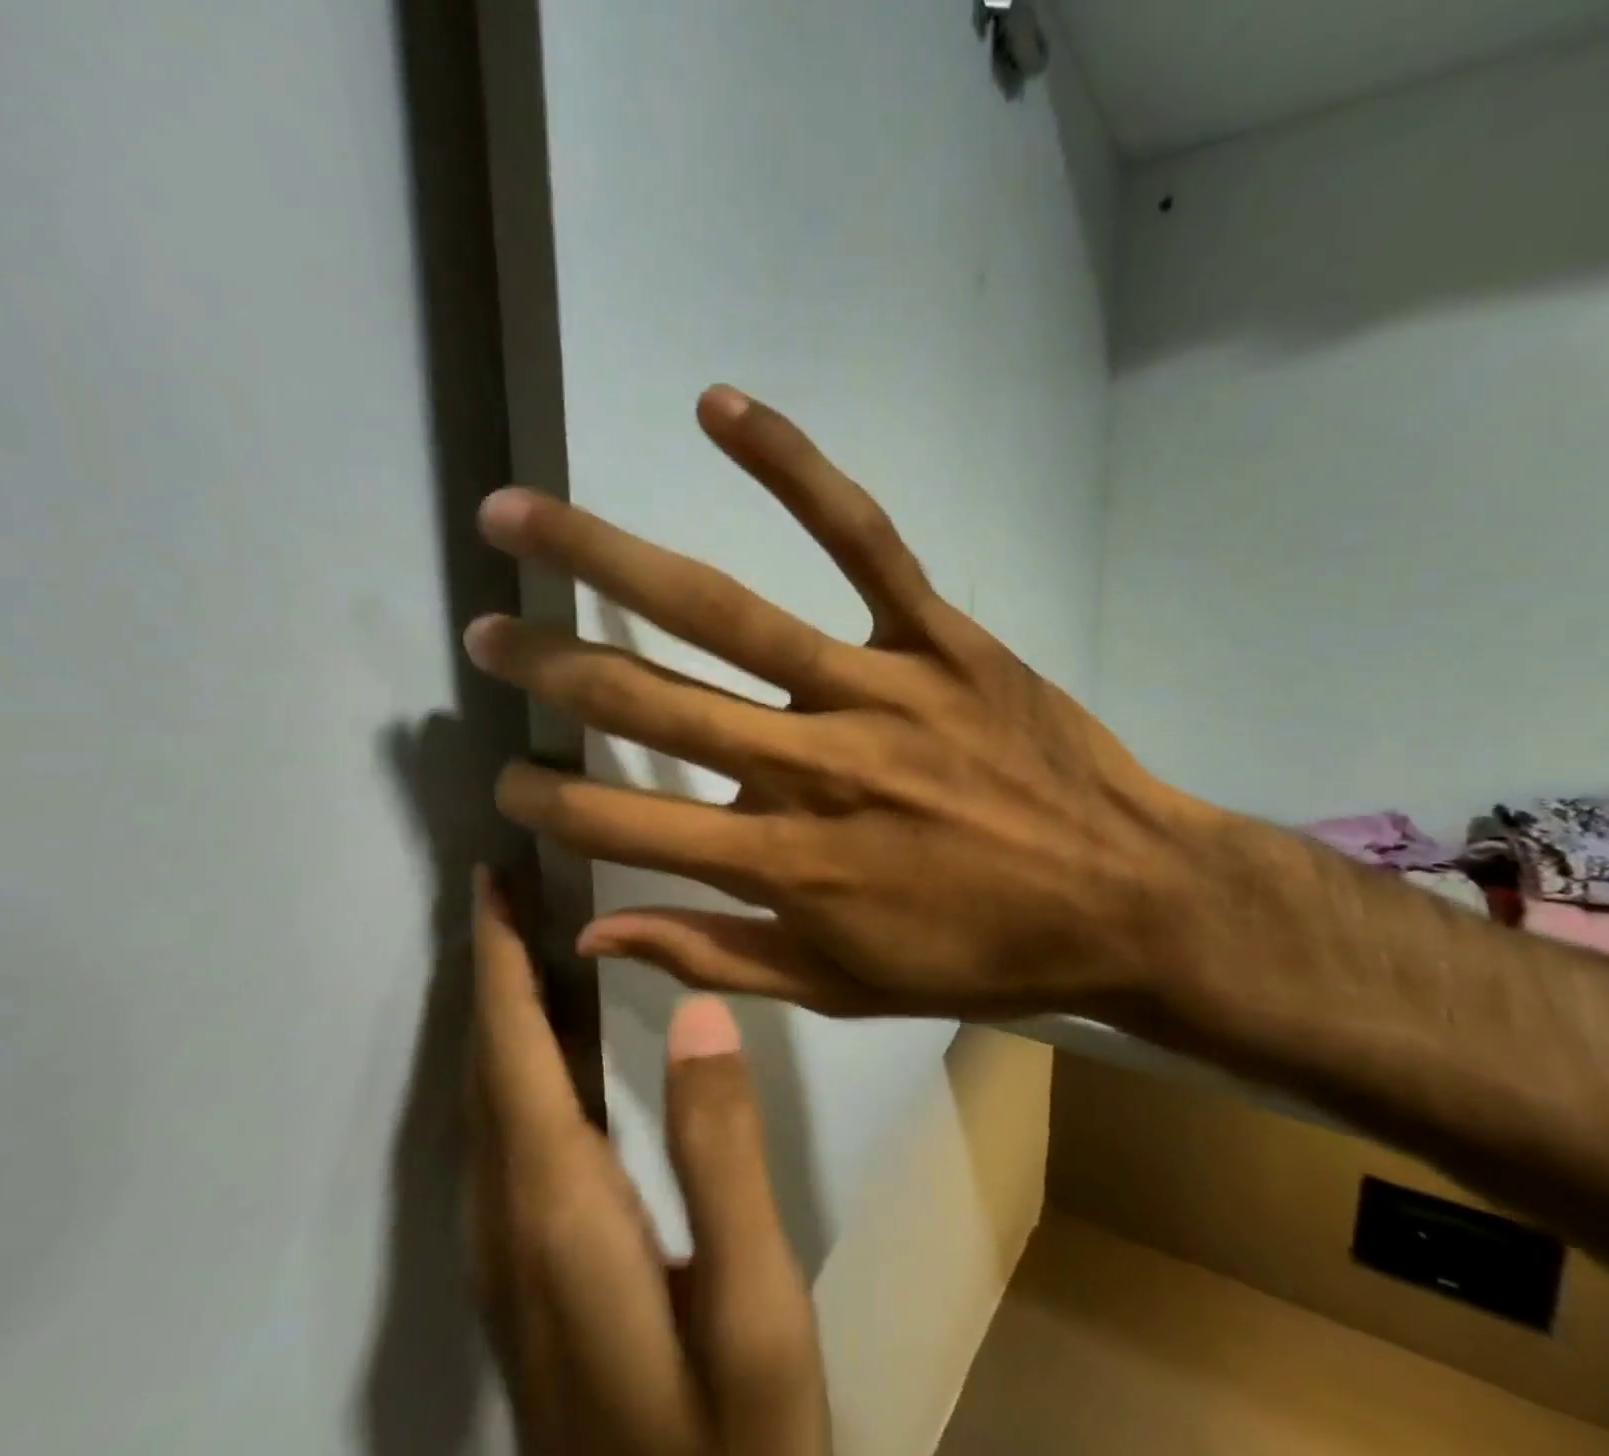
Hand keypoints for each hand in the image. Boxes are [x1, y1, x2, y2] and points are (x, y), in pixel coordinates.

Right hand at [465, 387, 1212, 1018]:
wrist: (1124, 899)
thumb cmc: (982, 953)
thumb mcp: (845, 987)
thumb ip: (715, 956)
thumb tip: (592, 934)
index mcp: (786, 865)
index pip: (626, 824)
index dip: (551, 798)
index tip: (505, 775)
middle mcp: (811, 768)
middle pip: (650, 702)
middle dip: (549, 666)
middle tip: (484, 634)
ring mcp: (874, 690)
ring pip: (725, 613)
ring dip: (608, 557)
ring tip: (519, 516)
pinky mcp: (937, 636)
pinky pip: (860, 538)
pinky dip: (792, 467)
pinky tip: (718, 408)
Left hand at [467, 871, 829, 1455]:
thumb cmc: (732, 1450)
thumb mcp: (754, 1306)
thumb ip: (722, 1152)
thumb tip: (696, 1011)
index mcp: (558, 1212)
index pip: (514, 1054)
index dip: (499, 962)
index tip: (491, 884)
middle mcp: (511, 1225)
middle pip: (488, 1069)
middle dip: (492, 968)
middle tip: (509, 889)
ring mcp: (512, 1260)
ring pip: (490, 1102)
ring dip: (503, 1010)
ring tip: (530, 941)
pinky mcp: (532, 1276)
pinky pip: (508, 1135)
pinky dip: (519, 1062)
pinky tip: (554, 1046)